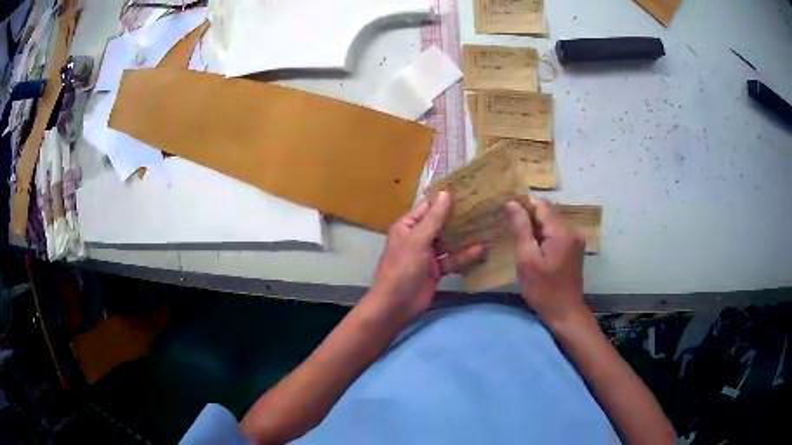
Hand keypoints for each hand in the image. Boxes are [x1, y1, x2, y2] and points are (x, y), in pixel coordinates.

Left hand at [367, 191, 483, 325]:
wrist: (396, 304)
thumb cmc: (402, 268)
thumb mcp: (417, 240)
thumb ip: (433, 219)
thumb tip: (446, 194)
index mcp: (408, 226)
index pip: (428, 207)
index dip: (446, 198)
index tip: (468, 190)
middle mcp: (418, 237)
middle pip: (441, 223)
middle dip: (459, 217)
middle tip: (483, 206)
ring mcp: (428, 254)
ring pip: (449, 241)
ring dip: (464, 236)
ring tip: (486, 225)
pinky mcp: (437, 269)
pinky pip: (452, 259)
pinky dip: (464, 256)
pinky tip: (480, 250)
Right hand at [504, 197, 590, 328]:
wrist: (565, 312)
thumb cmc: (543, 289)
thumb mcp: (527, 259)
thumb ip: (521, 228)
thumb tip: (512, 203)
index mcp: (562, 231)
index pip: (541, 204)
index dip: (523, 204)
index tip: (505, 210)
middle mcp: (572, 230)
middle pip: (548, 212)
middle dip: (529, 215)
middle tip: (509, 224)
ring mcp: (575, 239)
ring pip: (552, 222)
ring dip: (535, 225)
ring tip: (518, 235)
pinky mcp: (574, 248)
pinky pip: (556, 232)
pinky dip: (543, 234)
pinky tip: (532, 245)